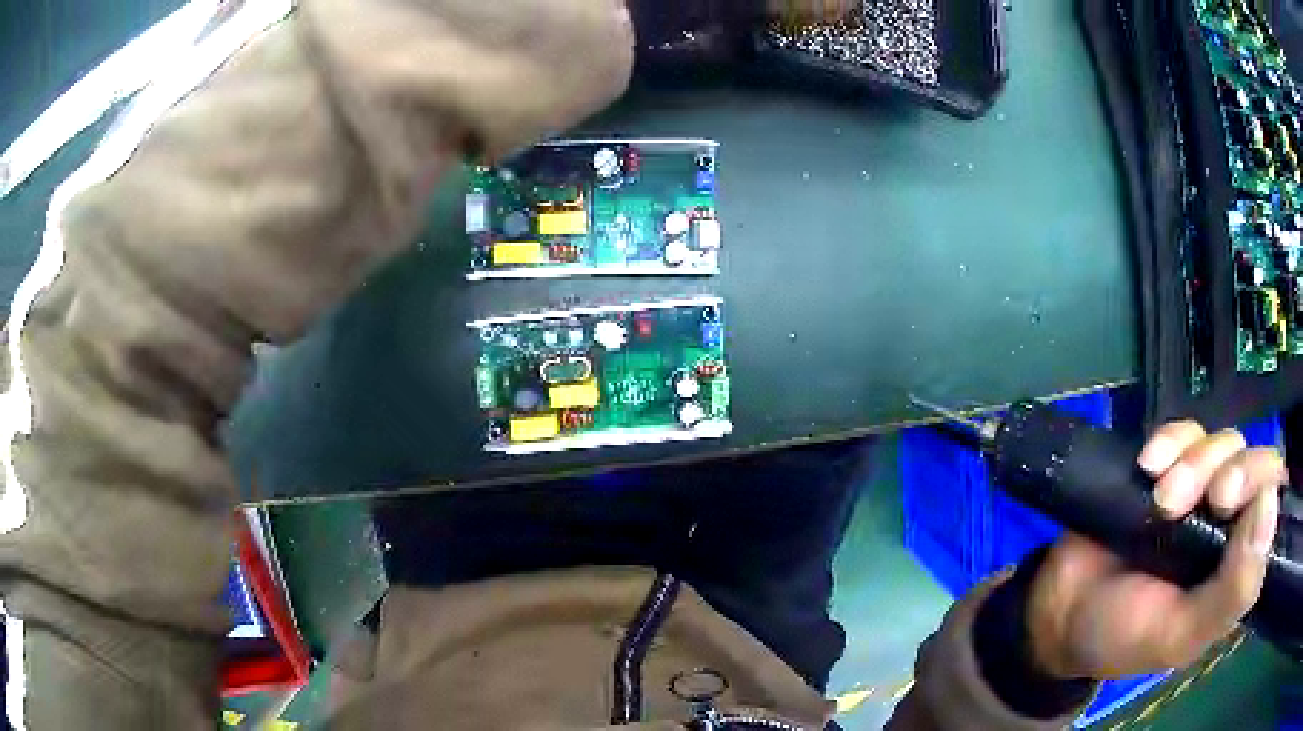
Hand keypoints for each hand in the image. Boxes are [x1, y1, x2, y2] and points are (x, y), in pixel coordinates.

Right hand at [1025, 421, 1284, 678]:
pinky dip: (1169, 440)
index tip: (1227, 503)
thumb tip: (1270, 506)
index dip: (1260, 484)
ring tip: (1160, 498)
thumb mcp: (1179, 635)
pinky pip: (1184, 430)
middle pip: (1253, 459)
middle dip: (1229, 468)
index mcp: (1236, 564)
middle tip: (1201, 497)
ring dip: (1193, 462)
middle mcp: (1227, 522)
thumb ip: (1232, 591)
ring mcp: (1199, 491)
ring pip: (1222, 442)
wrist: (1059, 613)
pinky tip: (1146, 465)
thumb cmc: (1124, 636)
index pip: (1271, 500)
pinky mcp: (1167, 468)